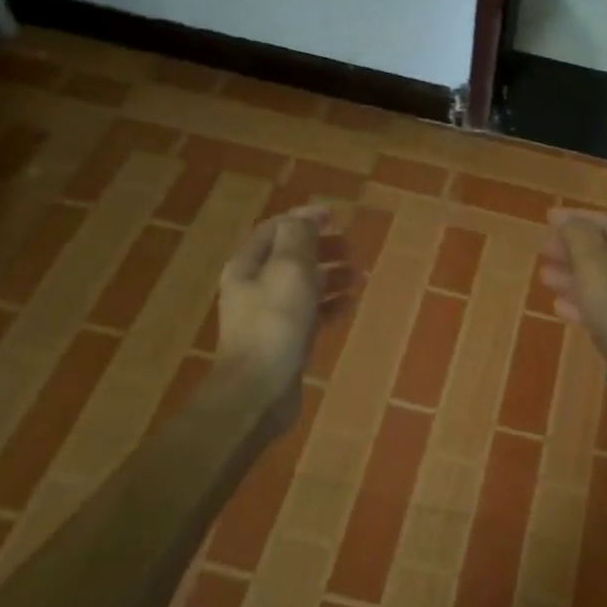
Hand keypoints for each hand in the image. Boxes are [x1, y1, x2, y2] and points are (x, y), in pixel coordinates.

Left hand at [216, 206, 353, 417]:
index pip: (275, 230)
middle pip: (290, 257)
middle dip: (321, 248)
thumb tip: (305, 218)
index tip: (336, 216)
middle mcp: (254, 288)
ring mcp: (269, 317)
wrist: (259, 390)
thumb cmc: (275, 323)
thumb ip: (298, 238)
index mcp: (248, 266)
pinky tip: (349, 305)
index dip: (304, 218)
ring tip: (359, 276)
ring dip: (330, 276)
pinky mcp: (284, 341)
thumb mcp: (289, 269)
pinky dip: (330, 305)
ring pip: (303, 286)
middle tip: (351, 248)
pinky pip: (310, 314)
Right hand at [539, 208, 606, 405]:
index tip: (547, 219)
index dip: (576, 220)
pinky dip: (587, 303)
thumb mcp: (597, 272)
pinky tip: (561, 308)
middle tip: (542, 251)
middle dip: (573, 250)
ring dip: (575, 277)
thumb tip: (567, 219)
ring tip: (545, 277)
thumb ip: (579, 240)